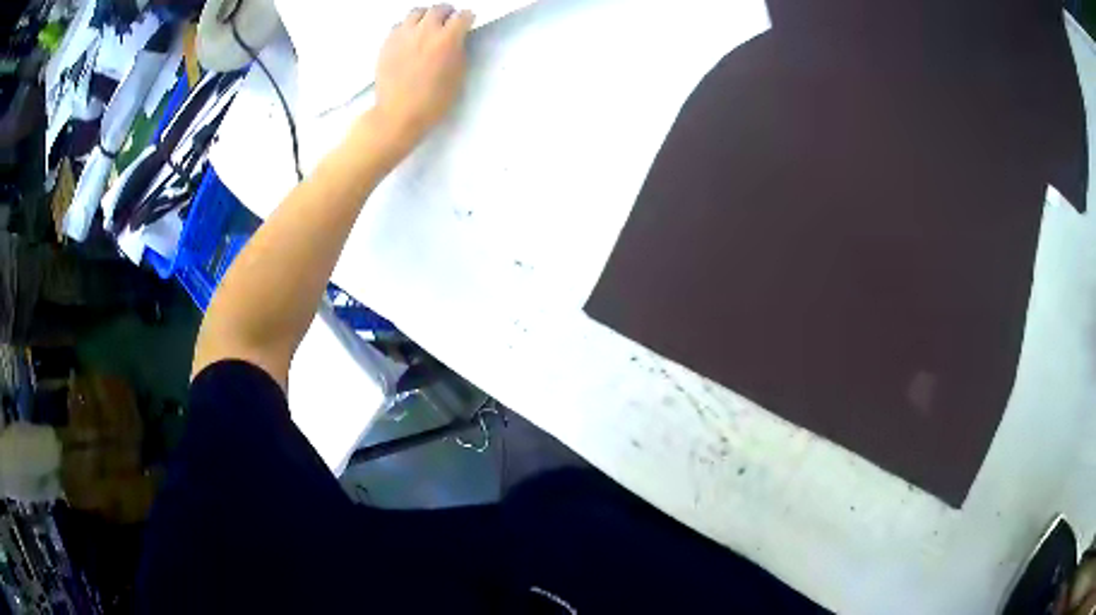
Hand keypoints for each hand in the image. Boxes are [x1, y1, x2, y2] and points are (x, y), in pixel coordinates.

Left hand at [372, 5, 473, 153]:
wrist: (398, 114)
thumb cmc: (433, 101)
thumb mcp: (458, 76)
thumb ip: (458, 51)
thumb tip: (456, 40)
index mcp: (447, 39)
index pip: (463, 16)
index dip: (467, 19)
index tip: (467, 23)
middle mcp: (425, 31)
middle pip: (438, 9)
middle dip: (447, 13)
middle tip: (449, 20)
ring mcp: (403, 35)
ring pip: (416, 12)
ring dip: (425, 16)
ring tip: (427, 26)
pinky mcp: (387, 43)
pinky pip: (398, 25)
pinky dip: (407, 27)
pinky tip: (409, 38)